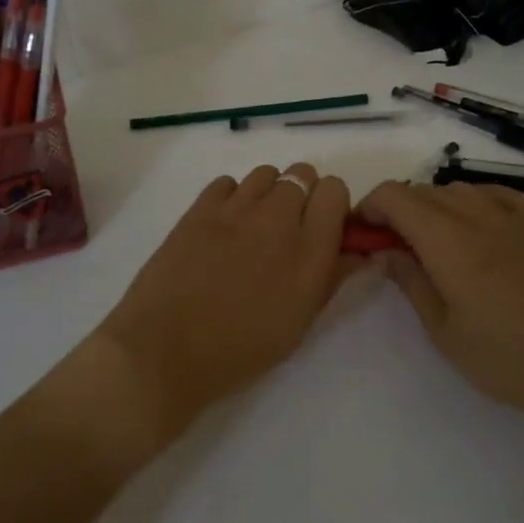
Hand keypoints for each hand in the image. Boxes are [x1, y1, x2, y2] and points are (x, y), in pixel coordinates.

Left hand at [100, 164, 354, 441]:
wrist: (166, 349)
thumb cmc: (240, 349)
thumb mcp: (299, 323)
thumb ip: (331, 278)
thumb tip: (357, 251)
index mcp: (310, 250)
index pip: (336, 190)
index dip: (332, 206)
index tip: (323, 228)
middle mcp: (278, 218)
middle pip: (303, 174)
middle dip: (303, 196)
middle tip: (288, 230)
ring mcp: (236, 208)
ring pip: (266, 173)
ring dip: (268, 193)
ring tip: (254, 227)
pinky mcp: (200, 207)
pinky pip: (228, 182)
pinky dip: (232, 197)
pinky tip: (223, 227)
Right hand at [355, 180, 523, 424]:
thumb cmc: (504, 357)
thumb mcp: (442, 329)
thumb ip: (410, 281)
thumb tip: (386, 251)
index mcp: (447, 239)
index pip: (394, 196)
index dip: (369, 207)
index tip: (360, 235)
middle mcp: (476, 215)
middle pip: (421, 191)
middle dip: (395, 210)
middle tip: (388, 249)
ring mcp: (510, 218)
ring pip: (455, 189)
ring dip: (430, 206)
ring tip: (427, 245)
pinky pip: (493, 194)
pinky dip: (471, 200)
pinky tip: (471, 225)